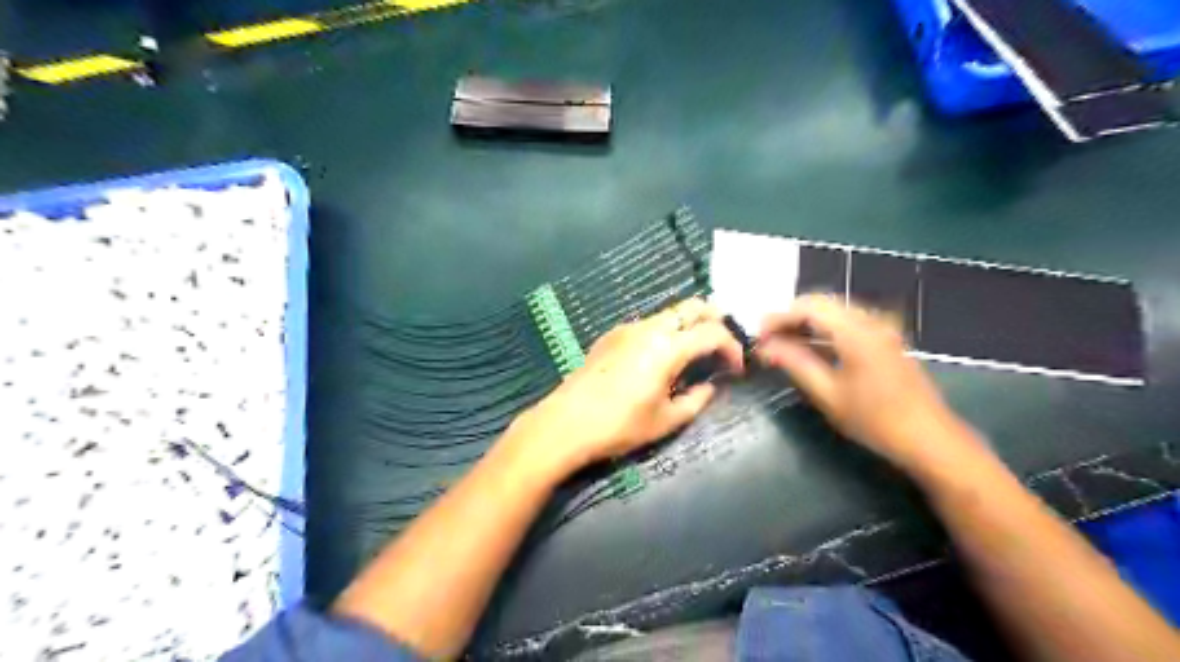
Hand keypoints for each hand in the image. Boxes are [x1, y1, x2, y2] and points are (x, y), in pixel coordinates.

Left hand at [504, 300, 738, 481]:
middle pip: (693, 306)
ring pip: (669, 313)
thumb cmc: (620, 425)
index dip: (732, 347)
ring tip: (694, 352)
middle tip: (722, 345)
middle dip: (715, 320)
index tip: (736, 368)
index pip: (713, 333)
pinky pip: (648, 324)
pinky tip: (661, 357)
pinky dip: (665, 331)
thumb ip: (697, 400)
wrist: (566, 422)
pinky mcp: (611, 335)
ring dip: (688, 325)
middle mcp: (650, 328)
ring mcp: (628, 328)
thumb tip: (710, 386)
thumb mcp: (666, 420)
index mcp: (668, 347)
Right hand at [761, 294, 972, 476]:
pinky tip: (812, 349)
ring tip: (784, 345)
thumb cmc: (875, 420)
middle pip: (822, 304)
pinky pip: (848, 322)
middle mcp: (870, 320)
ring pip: (835, 312)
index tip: (757, 336)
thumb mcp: (828, 394)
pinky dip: (825, 330)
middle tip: (767, 340)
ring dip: (807, 323)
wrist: (930, 439)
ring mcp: (882, 328)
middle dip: (790, 318)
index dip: (779, 318)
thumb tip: (764, 347)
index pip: (808, 307)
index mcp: (856, 331)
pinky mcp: (886, 339)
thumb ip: (795, 363)